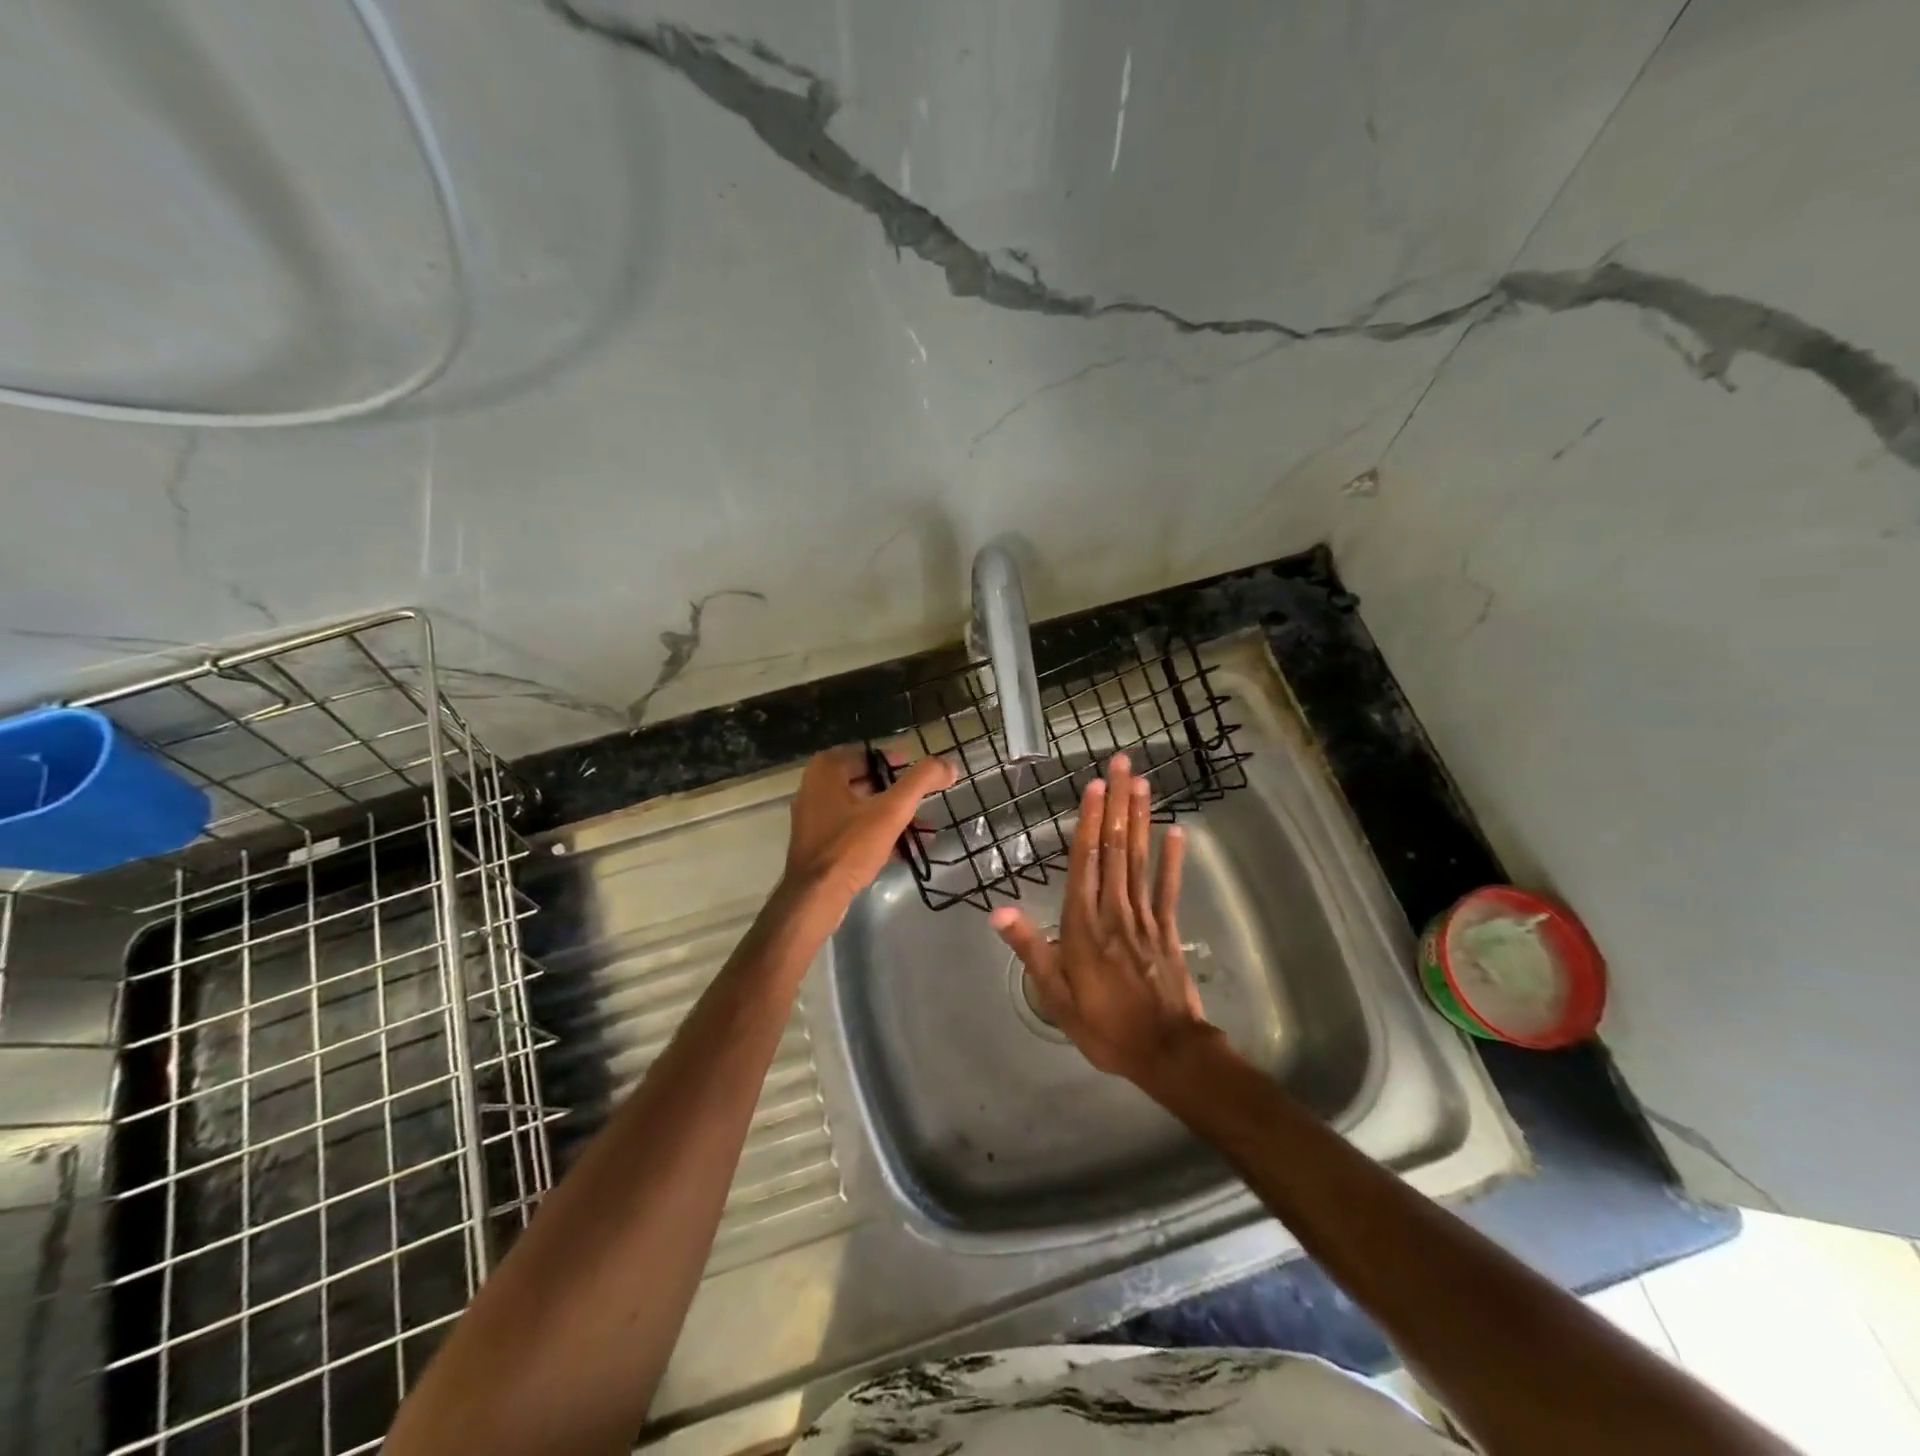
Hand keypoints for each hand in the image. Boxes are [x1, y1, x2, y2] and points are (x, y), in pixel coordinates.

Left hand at [786, 746, 955, 908]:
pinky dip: (879, 834)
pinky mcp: (820, 842)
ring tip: (925, 830)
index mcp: (826, 769)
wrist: (814, 898)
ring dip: (894, 817)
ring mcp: (815, 816)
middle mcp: (815, 786)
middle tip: (926, 804)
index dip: (901, 765)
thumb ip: (921, 782)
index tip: (925, 779)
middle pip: (869, 781)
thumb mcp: (891, 810)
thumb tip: (948, 764)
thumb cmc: (850, 847)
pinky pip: (855, 829)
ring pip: (863, 807)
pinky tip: (907, 849)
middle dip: (900, 795)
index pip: (872, 755)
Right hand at [990, 752, 1211, 1083]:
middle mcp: (1113, 910)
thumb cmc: (1103, 1025)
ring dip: (1141, 818)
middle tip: (1121, 765)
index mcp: (1083, 924)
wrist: (1165, 1052)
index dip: (1089, 820)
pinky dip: (1172, 858)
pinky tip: (1176, 830)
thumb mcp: (1055, 995)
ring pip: (1139, 858)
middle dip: (1117, 803)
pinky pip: (1169, 887)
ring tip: (1142, 783)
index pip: (1085, 861)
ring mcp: (1144, 917)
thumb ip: (1030, 948)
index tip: (1093, 785)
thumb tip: (997, 909)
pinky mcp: (1168, 929)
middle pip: (1114, 847)